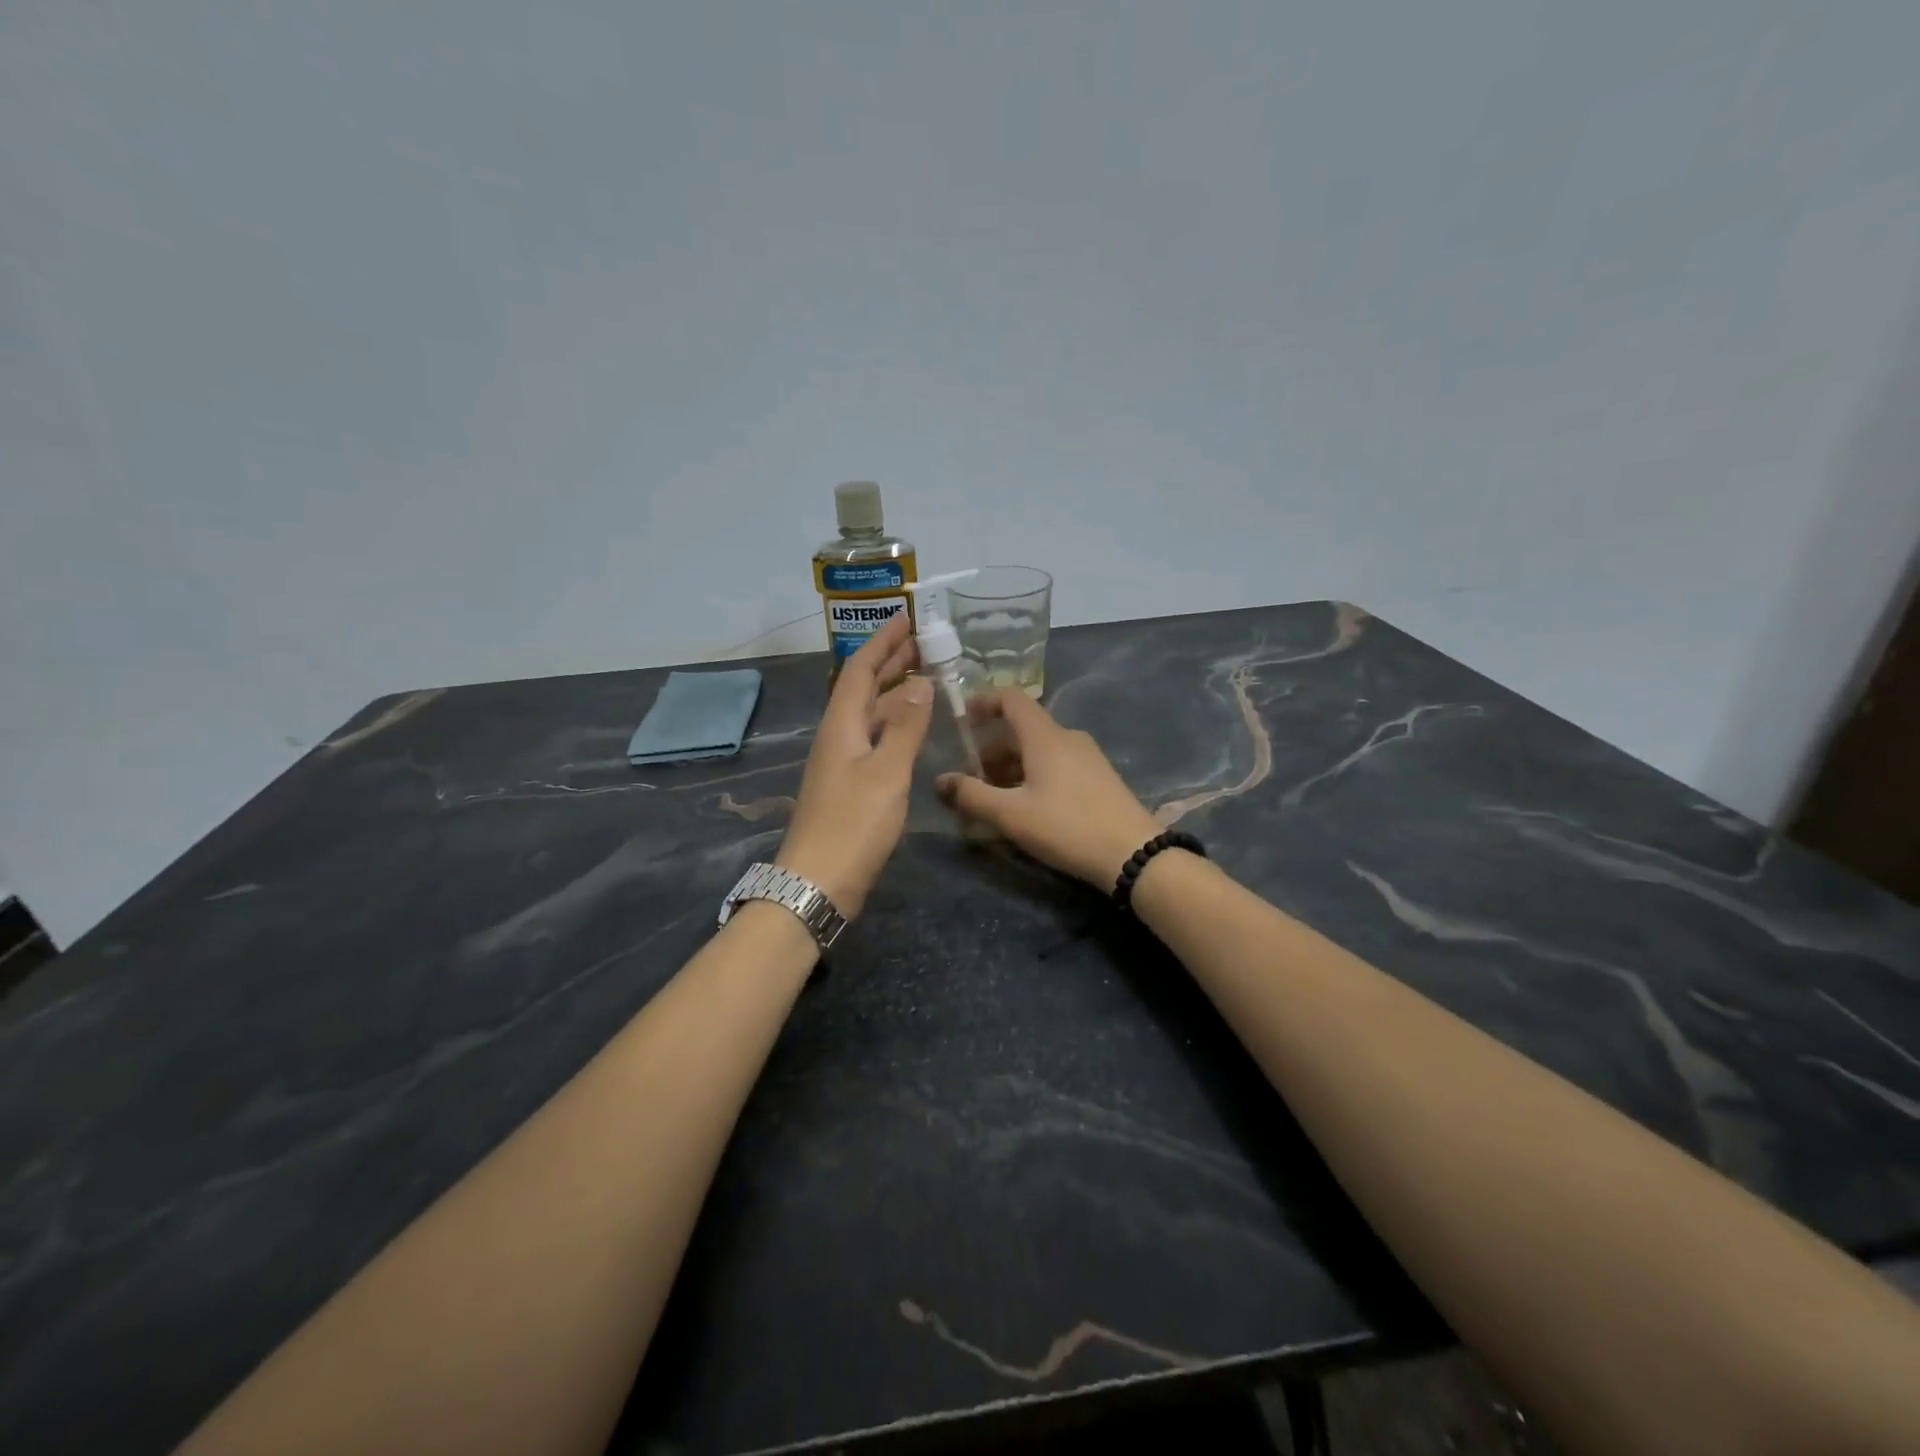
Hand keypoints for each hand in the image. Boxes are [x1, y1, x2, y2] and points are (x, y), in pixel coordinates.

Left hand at [775, 611, 933, 918]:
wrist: (819, 881)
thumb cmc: (854, 824)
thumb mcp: (886, 772)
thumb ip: (905, 727)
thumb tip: (920, 683)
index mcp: (841, 725)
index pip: (860, 668)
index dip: (883, 641)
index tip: (907, 617)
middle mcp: (837, 735)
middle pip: (862, 687)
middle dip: (891, 661)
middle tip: (925, 643)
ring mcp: (841, 761)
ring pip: (869, 713)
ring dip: (894, 691)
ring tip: (927, 677)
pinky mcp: (849, 784)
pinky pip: (874, 737)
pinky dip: (894, 723)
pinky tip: (912, 727)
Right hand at [936, 690, 1161, 889]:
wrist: (1133, 854)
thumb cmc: (1067, 827)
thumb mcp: (1011, 815)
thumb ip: (972, 796)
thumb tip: (940, 780)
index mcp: (1045, 736)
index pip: (1012, 699)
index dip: (984, 702)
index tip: (962, 719)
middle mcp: (1067, 737)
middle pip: (1021, 730)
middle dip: (990, 749)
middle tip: (969, 778)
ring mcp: (1086, 757)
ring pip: (1038, 750)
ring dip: (1010, 767)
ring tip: (992, 799)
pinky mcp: (1098, 777)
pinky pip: (1056, 764)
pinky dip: (1032, 775)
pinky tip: (1025, 808)